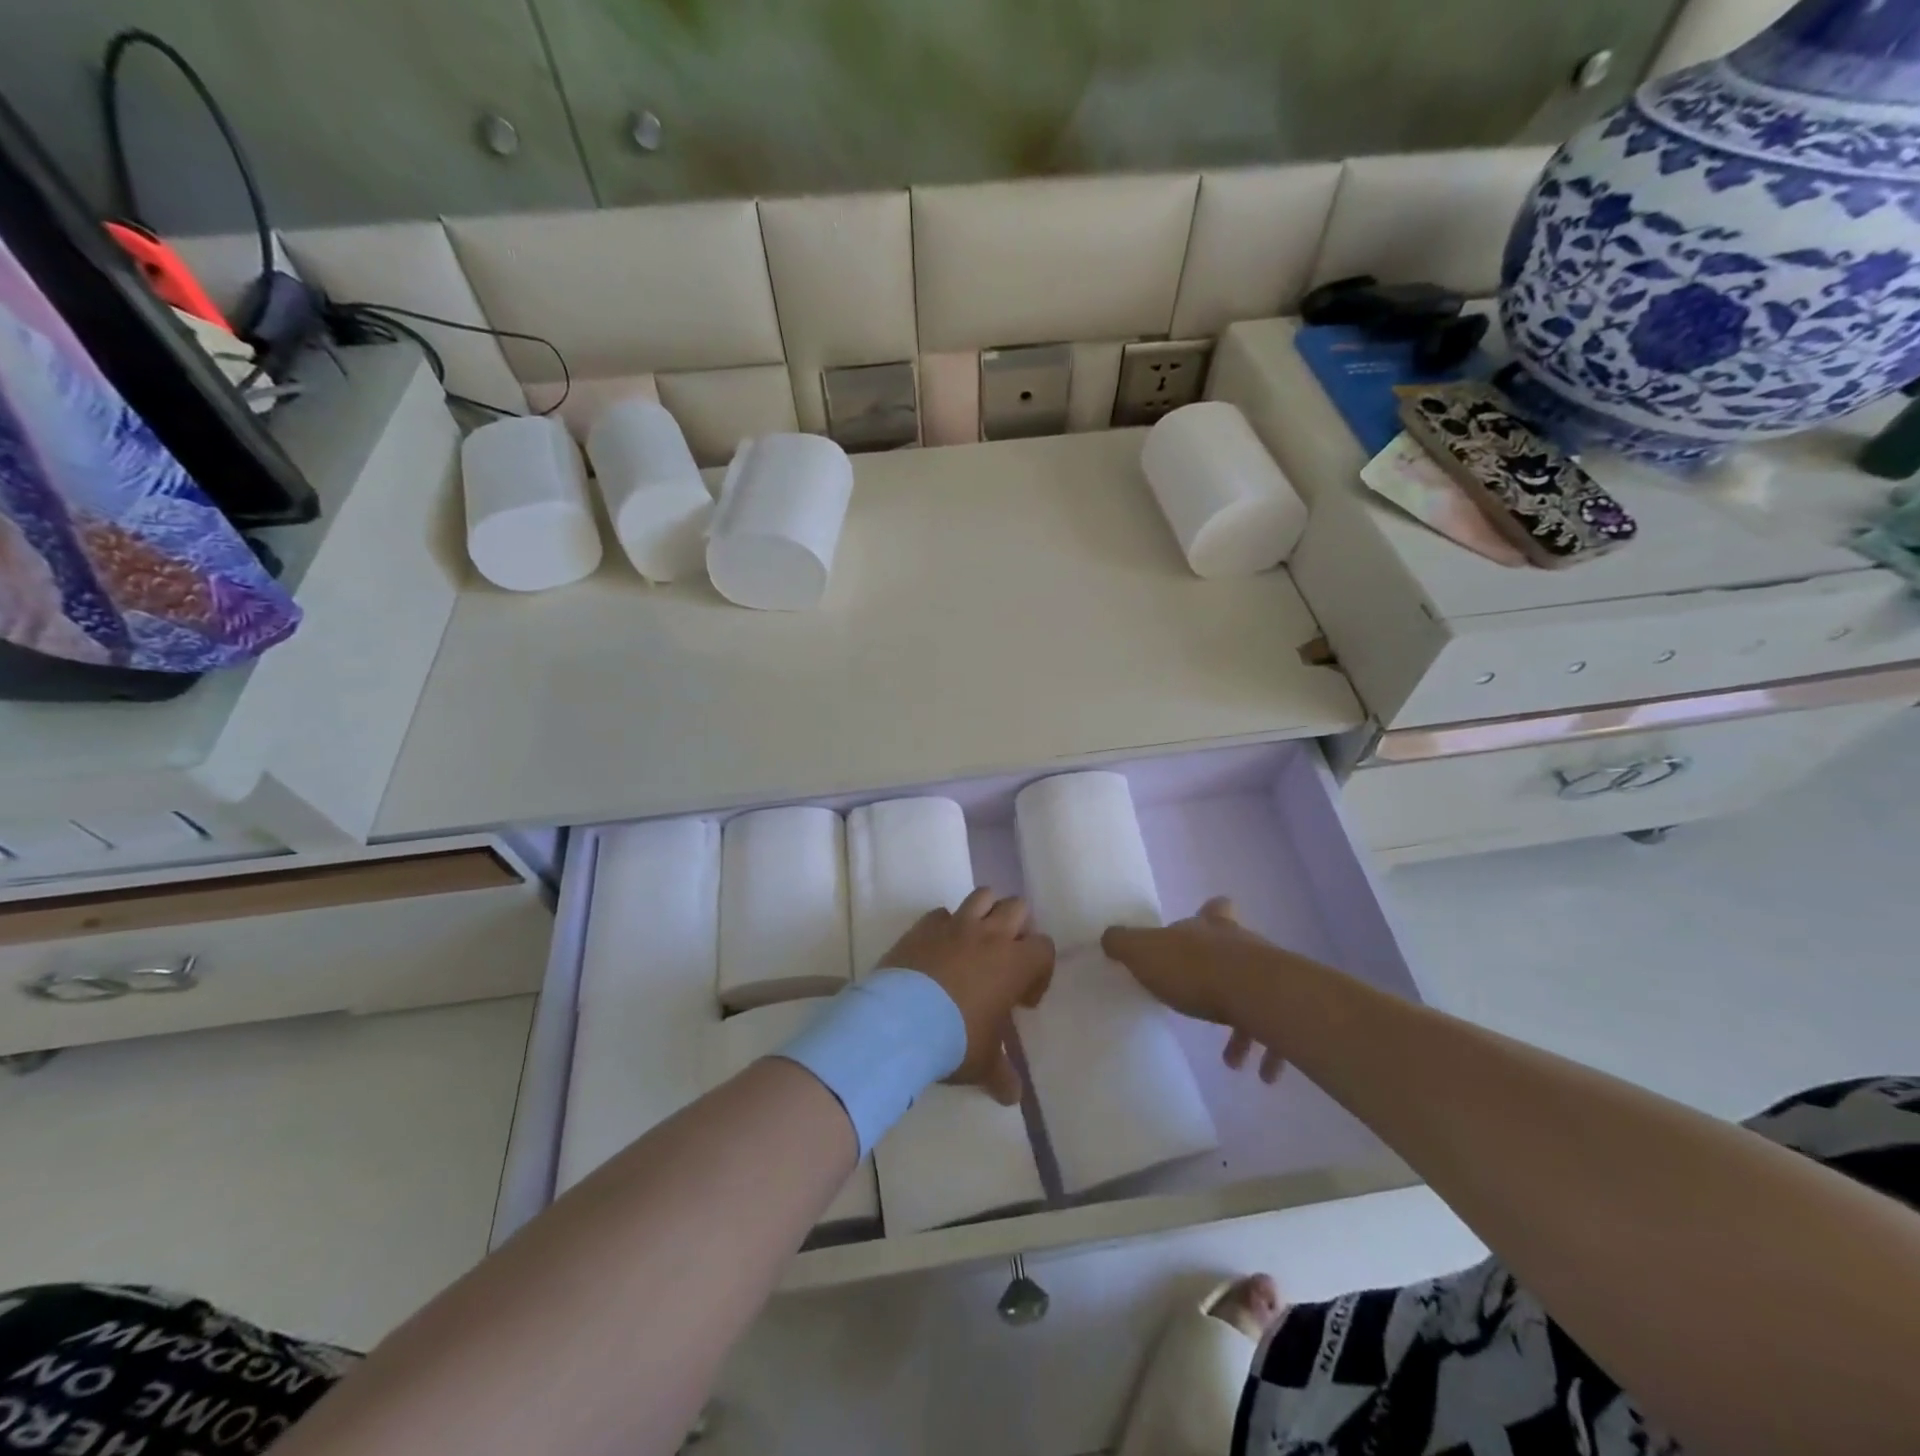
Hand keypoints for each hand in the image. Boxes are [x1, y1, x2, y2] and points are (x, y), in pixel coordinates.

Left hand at [881, 889, 1053, 1104]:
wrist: (900, 1020)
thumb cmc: (954, 1039)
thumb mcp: (982, 1063)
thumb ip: (1001, 1074)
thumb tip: (1012, 1097)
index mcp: (1014, 963)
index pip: (1044, 947)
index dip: (1040, 970)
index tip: (1023, 999)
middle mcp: (990, 935)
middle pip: (1017, 907)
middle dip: (1017, 928)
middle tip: (1004, 959)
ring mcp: (955, 925)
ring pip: (983, 896)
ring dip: (986, 912)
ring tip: (977, 941)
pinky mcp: (924, 925)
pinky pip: (942, 913)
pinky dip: (945, 925)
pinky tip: (938, 948)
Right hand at [1103, 897, 1286, 1083]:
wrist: (1254, 993)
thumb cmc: (1194, 968)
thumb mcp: (1143, 952)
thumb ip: (1123, 944)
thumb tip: (1109, 937)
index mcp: (1208, 928)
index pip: (1214, 909)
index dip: (1210, 914)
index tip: (1208, 926)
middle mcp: (1242, 945)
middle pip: (1237, 951)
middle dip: (1223, 977)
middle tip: (1207, 1002)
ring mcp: (1269, 976)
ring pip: (1256, 996)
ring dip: (1244, 1027)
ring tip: (1231, 1059)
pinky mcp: (1286, 1009)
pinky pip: (1277, 1033)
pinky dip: (1270, 1053)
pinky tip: (1259, 1072)